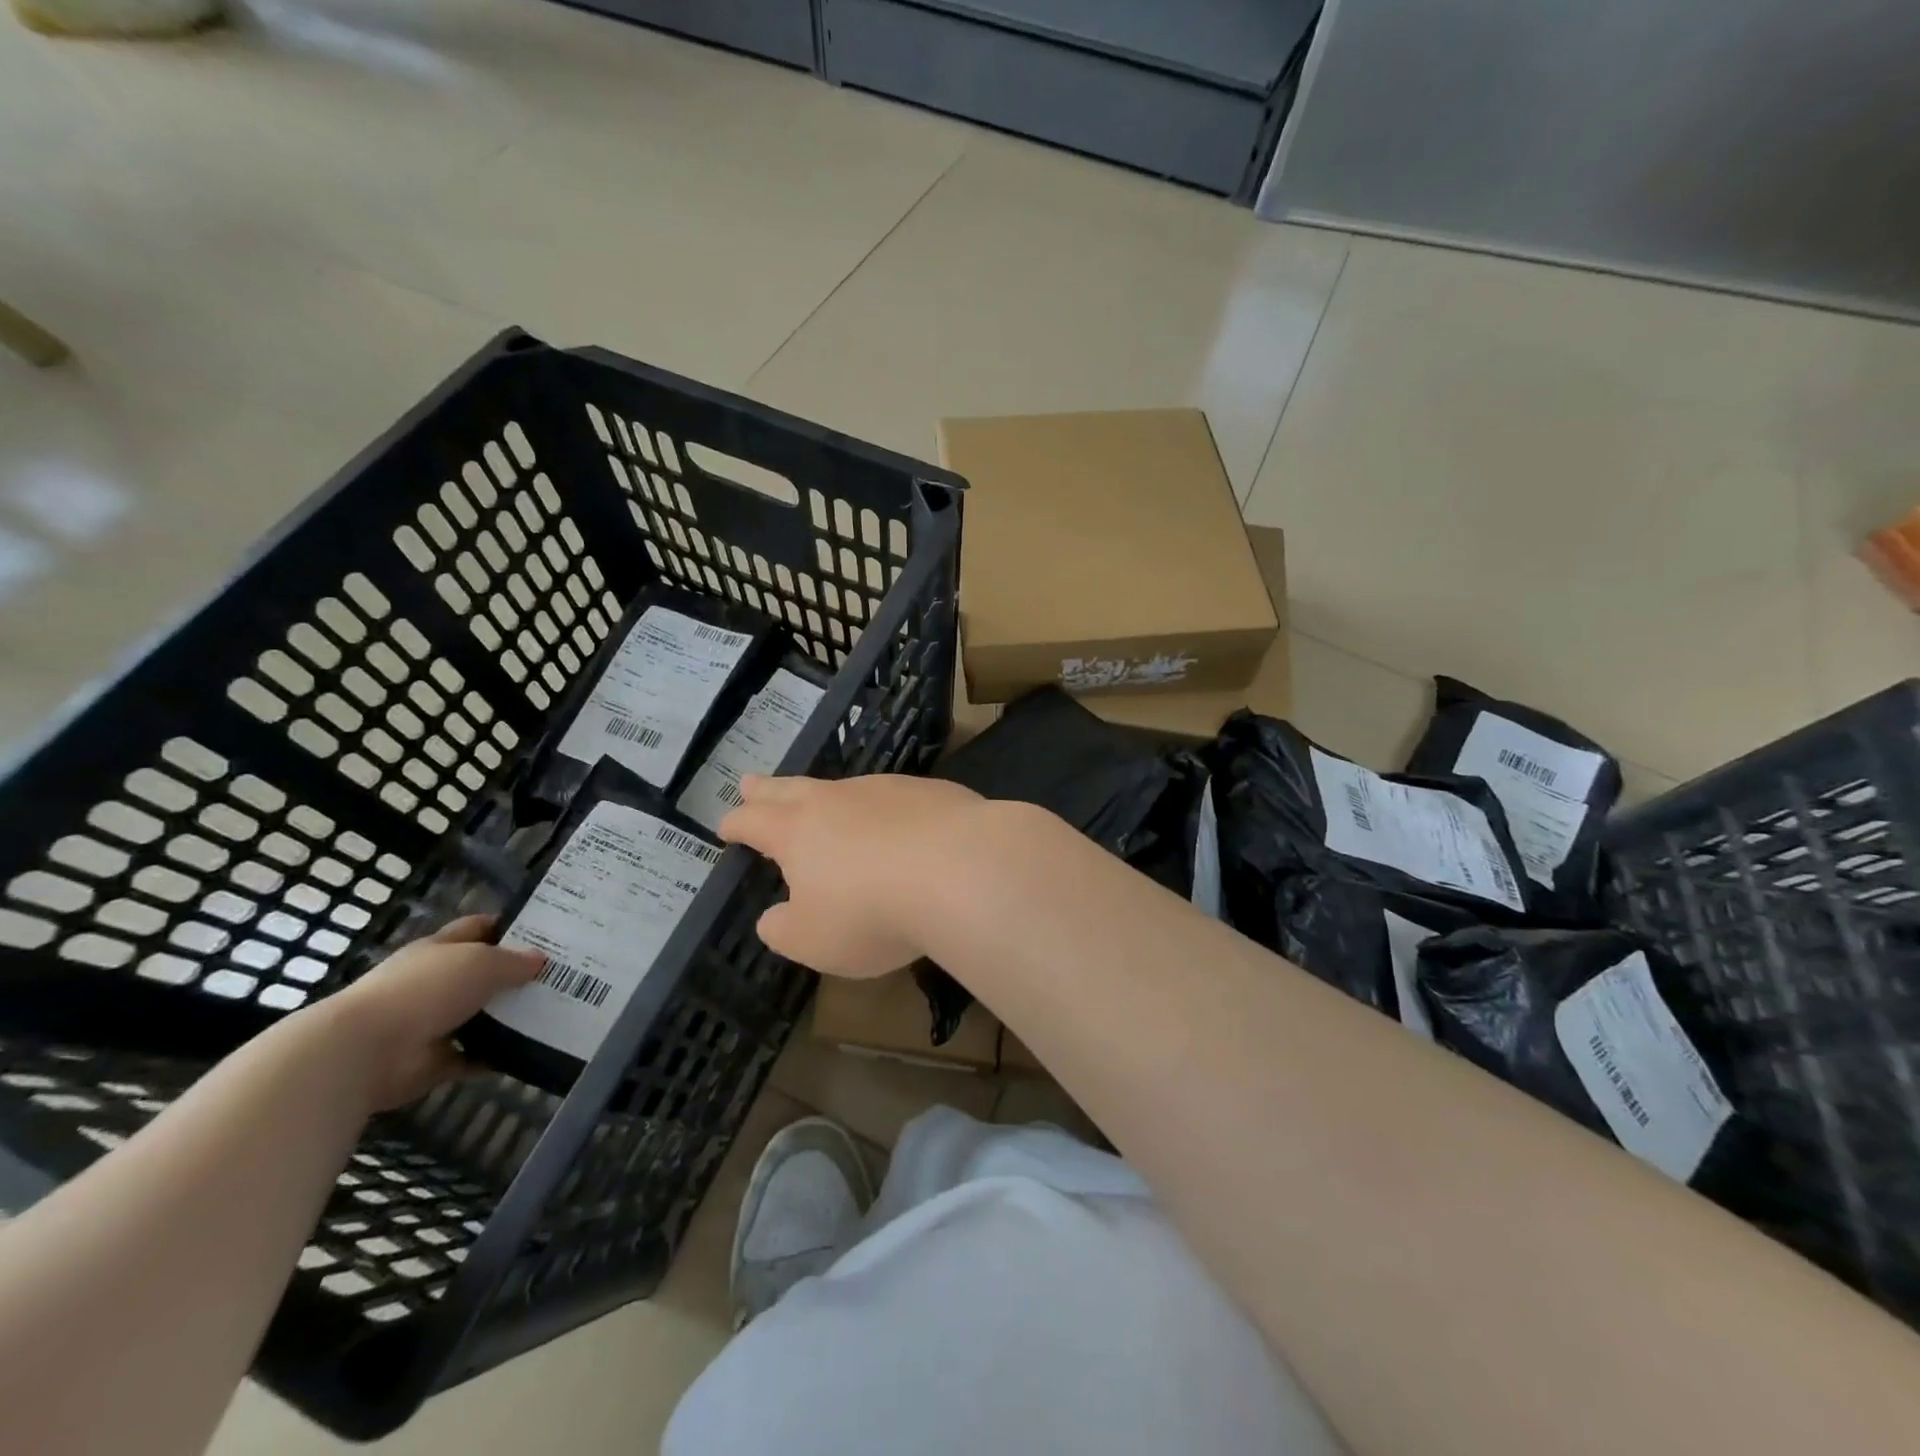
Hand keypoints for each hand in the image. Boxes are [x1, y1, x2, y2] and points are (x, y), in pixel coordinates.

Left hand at [321, 915, 544, 1110]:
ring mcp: (432, 1023)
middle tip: (561, 975)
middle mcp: (435, 982)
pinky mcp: (434, 1061)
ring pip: (481, 1015)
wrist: (365, 1052)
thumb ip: (514, 961)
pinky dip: (496, 1056)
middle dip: (516, 974)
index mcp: (440, 949)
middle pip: (482, 973)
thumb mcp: (481, 963)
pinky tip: (530, 1049)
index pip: (477, 928)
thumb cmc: (426, 990)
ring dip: (509, 1017)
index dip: (509, 927)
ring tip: (555, 1012)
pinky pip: (474, 1056)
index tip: (548, 932)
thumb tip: (541, 961)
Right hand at [719, 774, 987, 977]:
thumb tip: (774, 917)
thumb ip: (784, 929)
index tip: (726, 825)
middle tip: (750, 782)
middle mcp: (837, 799)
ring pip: (844, 788)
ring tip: (826, 805)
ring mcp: (886, 789)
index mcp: (797, 831)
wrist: (961, 869)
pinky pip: (895, 797)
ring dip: (827, 796)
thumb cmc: (872, 911)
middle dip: (767, 790)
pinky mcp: (931, 792)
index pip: (754, 821)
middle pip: (791, 788)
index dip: (736, 824)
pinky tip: (898, 822)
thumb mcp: (814, 940)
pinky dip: (884, 808)